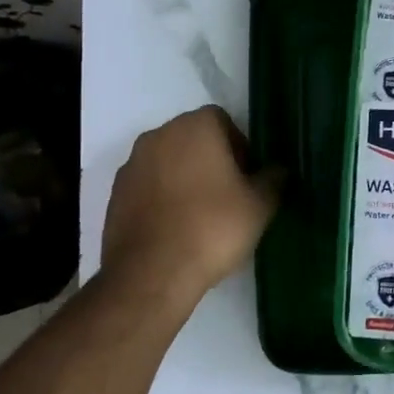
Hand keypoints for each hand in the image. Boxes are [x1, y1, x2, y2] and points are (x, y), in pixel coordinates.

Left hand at [101, 105, 279, 300]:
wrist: (152, 273)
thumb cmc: (213, 228)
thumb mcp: (260, 206)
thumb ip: (273, 179)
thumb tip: (278, 170)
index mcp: (194, 127)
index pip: (222, 121)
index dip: (239, 146)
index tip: (247, 178)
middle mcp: (158, 135)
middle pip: (192, 139)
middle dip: (211, 161)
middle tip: (229, 196)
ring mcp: (132, 165)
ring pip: (168, 163)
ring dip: (184, 179)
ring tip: (201, 217)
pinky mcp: (115, 195)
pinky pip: (148, 188)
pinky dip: (162, 199)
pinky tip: (176, 229)